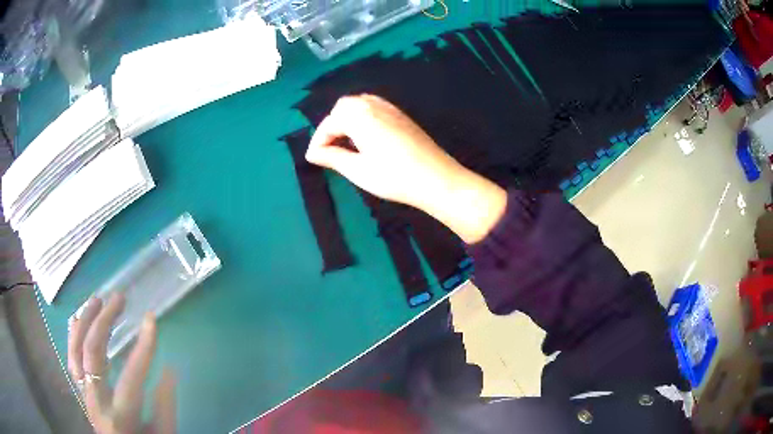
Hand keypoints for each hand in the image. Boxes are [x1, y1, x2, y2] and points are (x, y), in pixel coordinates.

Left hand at [68, 294, 175, 433]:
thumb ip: (165, 406)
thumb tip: (170, 369)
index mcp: (119, 416)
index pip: (131, 376)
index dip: (143, 346)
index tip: (151, 318)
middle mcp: (96, 400)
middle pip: (92, 352)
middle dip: (105, 320)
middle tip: (119, 298)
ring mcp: (84, 392)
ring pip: (76, 349)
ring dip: (85, 320)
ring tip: (97, 299)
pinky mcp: (80, 389)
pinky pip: (71, 357)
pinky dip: (73, 335)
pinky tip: (78, 318)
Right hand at [306, 95, 506, 243]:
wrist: (436, 179)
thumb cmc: (394, 177)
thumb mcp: (358, 170)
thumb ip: (332, 157)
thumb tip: (313, 153)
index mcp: (359, 116)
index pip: (329, 123)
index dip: (318, 141)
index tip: (313, 159)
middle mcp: (373, 105)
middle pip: (343, 107)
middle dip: (332, 125)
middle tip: (329, 149)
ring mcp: (390, 108)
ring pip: (360, 105)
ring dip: (348, 120)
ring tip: (346, 143)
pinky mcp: (402, 116)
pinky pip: (375, 108)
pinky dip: (363, 118)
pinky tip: (367, 138)